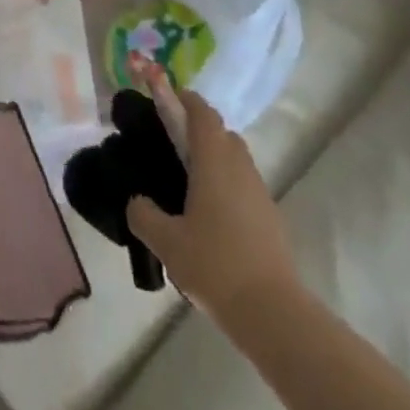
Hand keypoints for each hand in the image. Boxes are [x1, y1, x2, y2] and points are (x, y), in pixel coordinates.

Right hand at [127, 88, 300, 321]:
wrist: (272, 312)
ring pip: (235, 159)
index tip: (166, 97)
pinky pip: (243, 185)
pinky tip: (208, 214)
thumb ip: (143, 214)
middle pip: (221, 133)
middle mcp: (240, 167)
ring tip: (186, 181)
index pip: (202, 113)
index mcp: (214, 161)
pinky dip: (226, 184)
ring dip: (213, 158)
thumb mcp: (165, 241)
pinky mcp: (269, 217)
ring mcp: (259, 192)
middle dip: (198, 129)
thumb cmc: (215, 264)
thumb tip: (137, 201)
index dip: (185, 99)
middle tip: (171, 143)